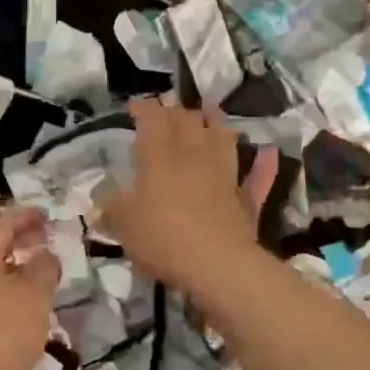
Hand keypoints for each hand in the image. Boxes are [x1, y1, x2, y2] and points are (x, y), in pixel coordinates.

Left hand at [0, 206, 60, 369]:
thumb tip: (44, 254)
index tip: (47, 215)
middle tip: (44, 241)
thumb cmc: (0, 335)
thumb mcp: (34, 297)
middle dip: (18, 241)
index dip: (26, 217)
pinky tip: (16, 309)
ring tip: (35, 276)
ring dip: (10, 268)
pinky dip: (1, 291)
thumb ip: (43, 269)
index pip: (3, 223)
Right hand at [96, 99, 278, 300]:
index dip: (144, 108)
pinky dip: (262, 164)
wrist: (216, 264)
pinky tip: (266, 153)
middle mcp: (194, 155)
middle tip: (167, 111)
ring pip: (222, 138)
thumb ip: (111, 208)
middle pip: (188, 121)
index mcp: (160, 156)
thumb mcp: (123, 224)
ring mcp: (224, 174)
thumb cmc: (162, 237)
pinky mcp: (245, 198)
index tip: (135, 105)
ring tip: (209, 114)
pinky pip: (256, 176)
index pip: (153, 119)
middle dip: (176, 112)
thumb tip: (103, 200)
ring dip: (215, 122)